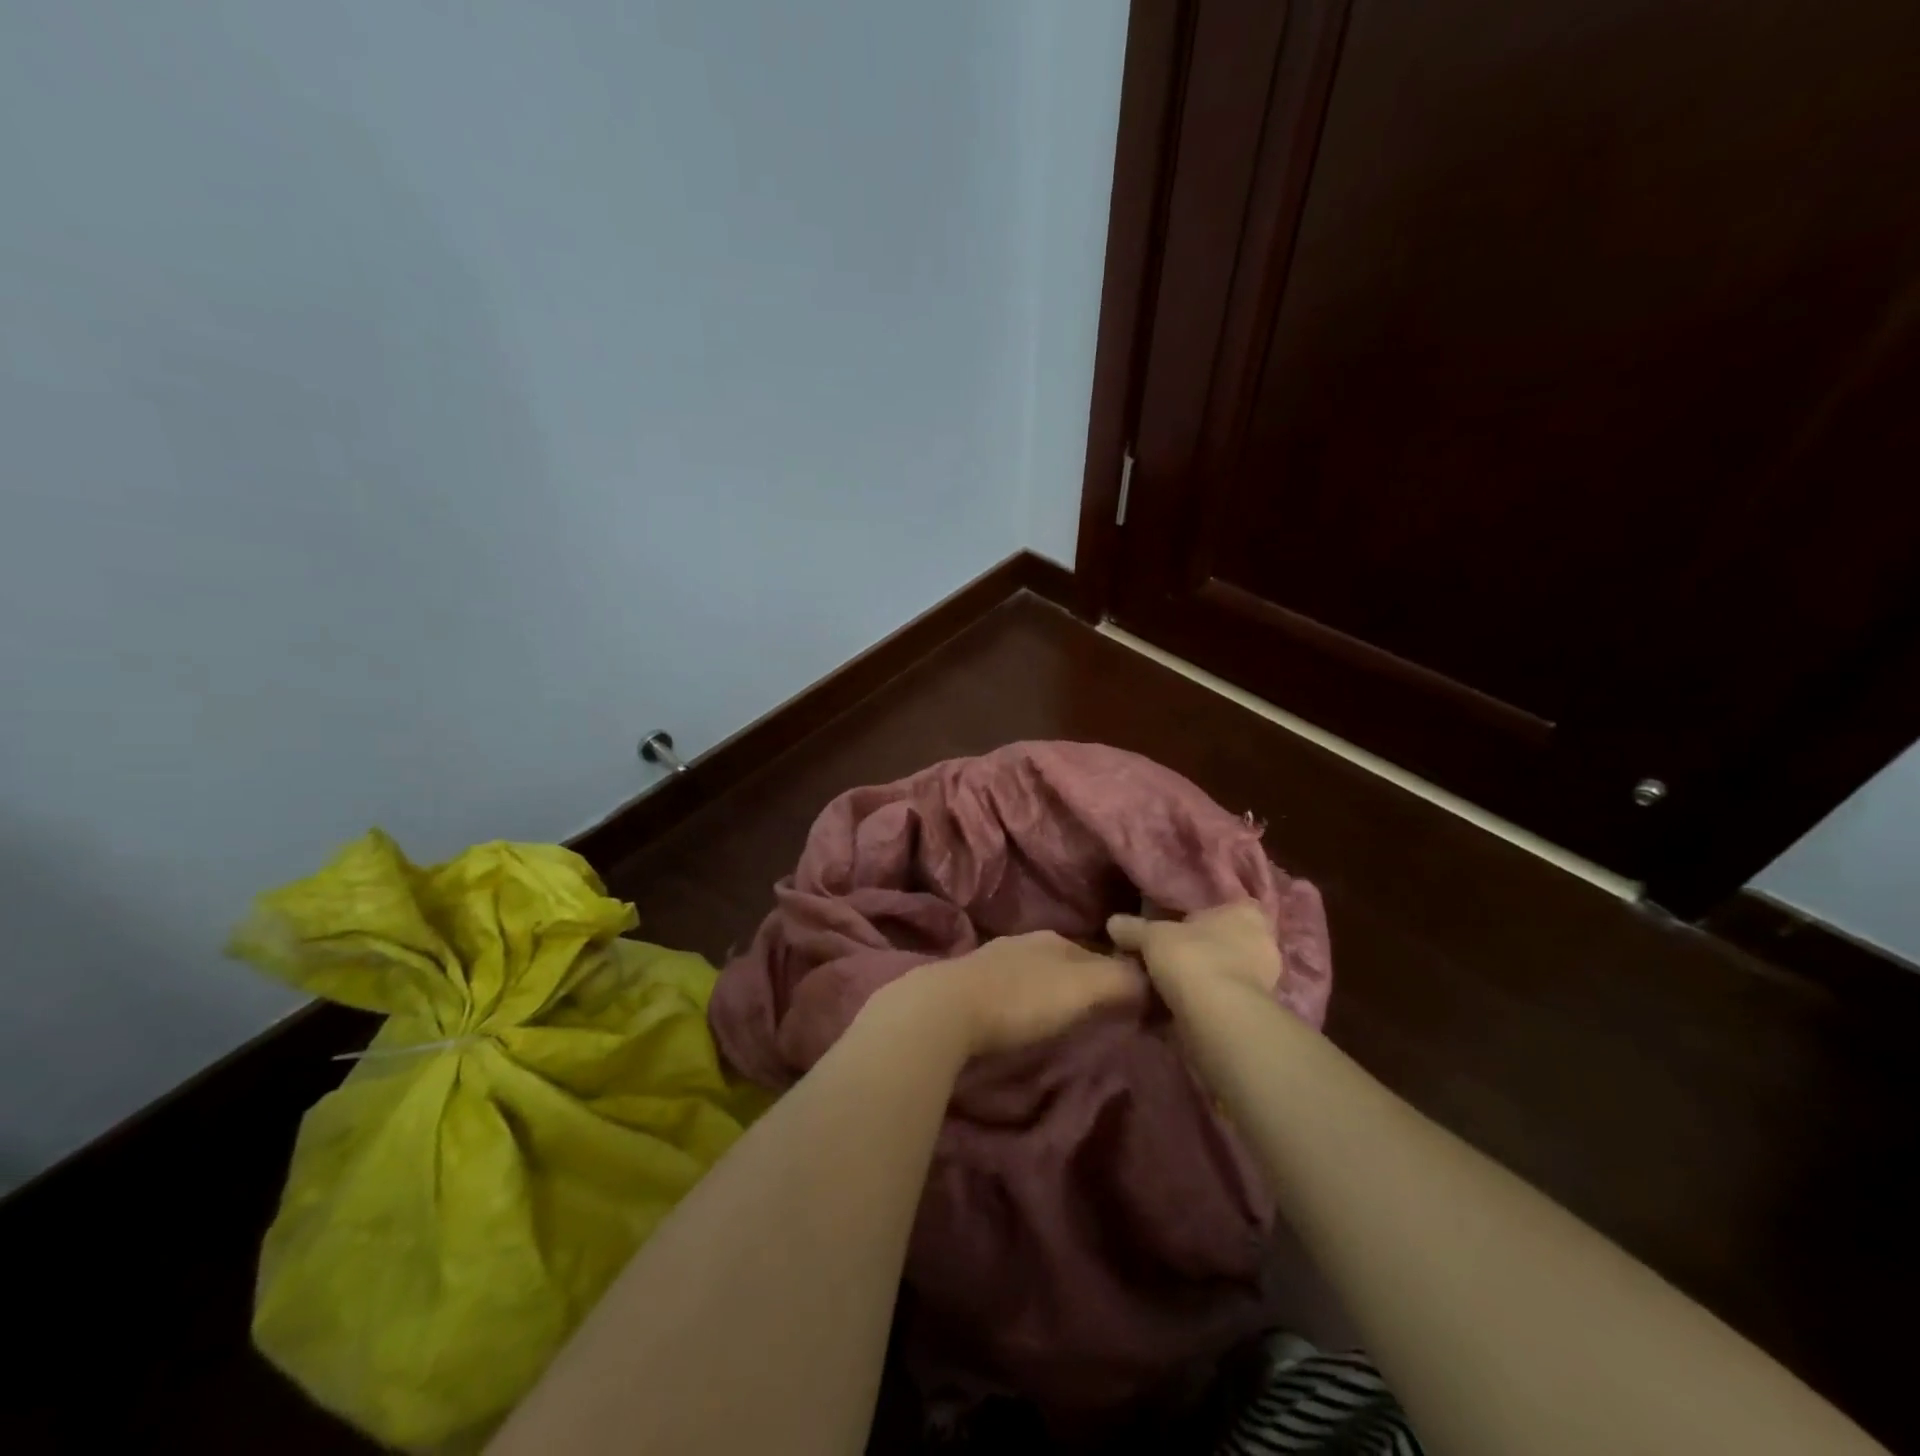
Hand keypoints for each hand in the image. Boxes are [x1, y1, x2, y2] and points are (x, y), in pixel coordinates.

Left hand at [894, 931, 1148, 1058]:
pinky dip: (1022, 1000)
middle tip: (1100, 1013)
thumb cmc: (1021, 998)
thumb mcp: (1081, 988)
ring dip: (1050, 991)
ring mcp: (992, 960)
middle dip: (1083, 982)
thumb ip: (1119, 980)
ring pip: (1035, 973)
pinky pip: (1009, 988)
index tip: (1132, 1002)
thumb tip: (1152, 977)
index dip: (1117, 976)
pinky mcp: (968, 984)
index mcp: (1054, 940)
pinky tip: (1020, 1017)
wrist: (947, 1009)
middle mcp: (1024, 942)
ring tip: (1062, 1018)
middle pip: (1066, 962)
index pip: (1098, 953)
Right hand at [1106, 900, 1282, 1001]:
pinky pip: (1222, 1000)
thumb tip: (1113, 923)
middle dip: (1199, 950)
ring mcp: (1264, 981)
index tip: (1175, 927)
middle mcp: (1262, 943)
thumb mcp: (1151, 936)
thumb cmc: (1191, 958)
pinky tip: (1177, 1009)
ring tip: (1167, 986)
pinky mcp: (1254, 1013)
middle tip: (1167, 957)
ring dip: (1201, 980)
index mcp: (1245, 913)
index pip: (1226, 907)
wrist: (1217, 1017)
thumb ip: (1133, 928)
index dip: (1200, 916)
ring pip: (1224, 973)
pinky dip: (1204, 1004)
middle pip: (1224, 942)